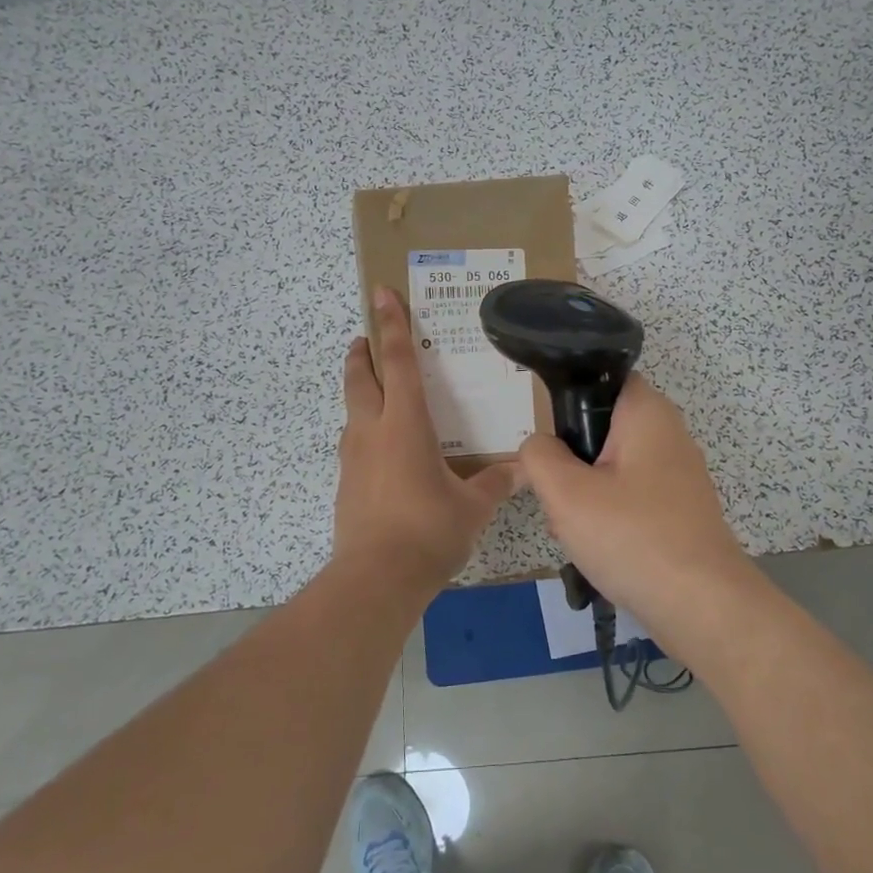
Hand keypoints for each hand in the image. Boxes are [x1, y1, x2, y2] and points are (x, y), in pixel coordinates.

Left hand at [333, 287, 520, 594]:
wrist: (376, 579)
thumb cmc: (428, 530)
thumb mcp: (471, 506)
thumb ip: (497, 483)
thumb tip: (526, 469)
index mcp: (405, 424)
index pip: (396, 362)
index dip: (391, 325)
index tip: (380, 294)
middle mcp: (372, 432)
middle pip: (361, 380)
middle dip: (362, 353)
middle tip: (365, 336)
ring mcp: (354, 459)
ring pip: (352, 411)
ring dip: (360, 391)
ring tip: (375, 390)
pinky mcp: (346, 485)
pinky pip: (355, 444)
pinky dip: (365, 431)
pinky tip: (383, 449)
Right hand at [518, 373, 752, 625]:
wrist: (702, 607)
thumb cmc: (632, 537)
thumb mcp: (566, 493)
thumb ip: (539, 456)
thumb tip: (539, 447)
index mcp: (647, 412)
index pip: (600, 379)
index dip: (567, 402)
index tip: (549, 440)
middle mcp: (668, 433)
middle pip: (600, 429)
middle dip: (571, 462)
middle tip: (558, 496)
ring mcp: (677, 474)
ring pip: (611, 469)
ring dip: (585, 495)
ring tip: (572, 529)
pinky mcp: (679, 509)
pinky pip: (630, 498)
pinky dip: (609, 516)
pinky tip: (596, 548)